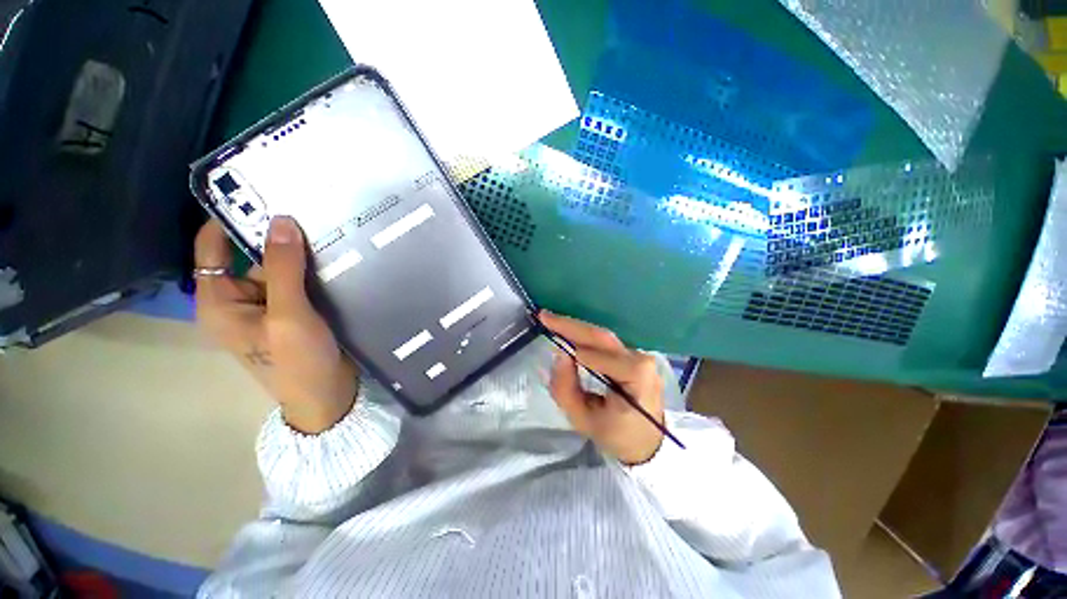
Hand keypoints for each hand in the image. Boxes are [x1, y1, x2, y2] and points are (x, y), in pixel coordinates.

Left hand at [195, 217, 358, 433]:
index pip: (213, 248)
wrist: (326, 396)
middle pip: (252, 256)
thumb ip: (283, 268)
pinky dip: (315, 269)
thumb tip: (282, 220)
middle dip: (277, 235)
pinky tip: (338, 255)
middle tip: (308, 207)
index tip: (259, 192)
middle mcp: (240, 299)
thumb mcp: (287, 315)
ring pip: (282, 268)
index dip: (230, 220)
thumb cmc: (297, 362)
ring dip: (302, 253)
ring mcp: (271, 306)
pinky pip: (301, 282)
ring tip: (330, 227)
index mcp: (220, 302)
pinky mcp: (296, 311)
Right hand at [541, 312, 665, 465]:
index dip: (576, 350)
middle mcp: (641, 360)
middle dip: (571, 325)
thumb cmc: (617, 436)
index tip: (553, 346)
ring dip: (576, 328)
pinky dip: (584, 336)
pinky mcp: (634, 356)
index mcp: (636, 379)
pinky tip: (569, 331)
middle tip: (545, 316)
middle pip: (601, 337)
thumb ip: (566, 389)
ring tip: (552, 321)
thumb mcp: (584, 420)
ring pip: (603, 336)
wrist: (648, 442)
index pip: (601, 357)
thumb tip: (559, 354)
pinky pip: (606, 342)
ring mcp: (640, 356)